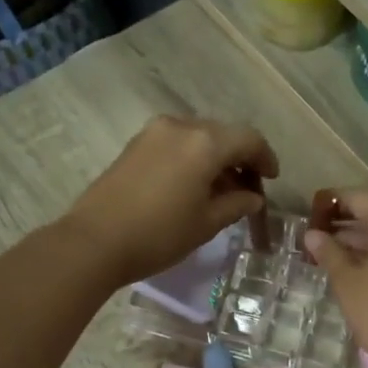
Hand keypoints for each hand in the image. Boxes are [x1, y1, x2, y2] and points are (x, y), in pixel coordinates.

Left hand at [63, 115, 278, 285]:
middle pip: (223, 134)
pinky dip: (192, 158)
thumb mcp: (206, 223)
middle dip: (240, 158)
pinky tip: (193, 186)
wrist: (94, 241)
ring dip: (215, 158)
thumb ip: (236, 204)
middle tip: (248, 188)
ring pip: (198, 137)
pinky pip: (176, 144)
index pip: (249, 139)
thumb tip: (253, 197)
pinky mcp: (135, 145)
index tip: (272, 178)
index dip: (265, 158)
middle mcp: (181, 126)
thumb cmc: (159, 235)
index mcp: (205, 142)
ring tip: (220, 191)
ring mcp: (153, 132)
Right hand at [304, 190, 367, 367]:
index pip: (359, 198)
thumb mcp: (347, 282)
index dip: (333, 202)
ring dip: (367, 240)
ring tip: (337, 254)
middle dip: (349, 223)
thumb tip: (313, 234)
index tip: (312, 211)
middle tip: (321, 235)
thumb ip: (329, 252)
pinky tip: (366, 270)